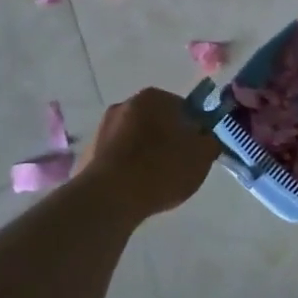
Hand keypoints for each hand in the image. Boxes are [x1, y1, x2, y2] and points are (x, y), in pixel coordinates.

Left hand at [75, 88, 220, 216]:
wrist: (108, 199)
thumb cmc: (161, 169)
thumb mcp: (203, 155)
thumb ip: (211, 140)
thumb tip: (206, 136)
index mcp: (153, 98)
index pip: (183, 107)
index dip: (194, 129)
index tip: (196, 150)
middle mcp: (124, 105)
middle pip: (156, 122)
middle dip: (168, 139)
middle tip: (179, 165)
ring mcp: (101, 130)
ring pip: (135, 140)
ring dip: (146, 154)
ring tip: (155, 182)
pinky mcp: (87, 155)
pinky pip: (116, 159)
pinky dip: (127, 169)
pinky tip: (134, 190)